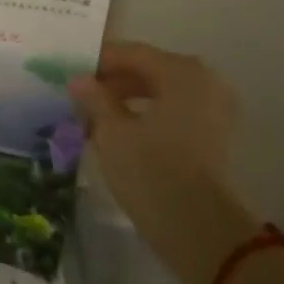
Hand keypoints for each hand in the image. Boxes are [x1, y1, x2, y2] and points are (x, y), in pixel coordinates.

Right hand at [68, 42, 260, 283]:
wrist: (199, 230)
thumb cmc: (151, 171)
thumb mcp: (112, 131)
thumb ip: (94, 99)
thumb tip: (78, 80)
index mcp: (182, 72)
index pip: (132, 53)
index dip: (98, 61)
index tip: (68, 71)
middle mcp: (205, 82)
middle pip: (149, 71)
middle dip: (112, 83)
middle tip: (78, 97)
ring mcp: (215, 111)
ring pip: (161, 94)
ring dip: (126, 102)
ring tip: (93, 119)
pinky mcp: (215, 138)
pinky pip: (174, 114)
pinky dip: (146, 118)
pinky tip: (118, 135)